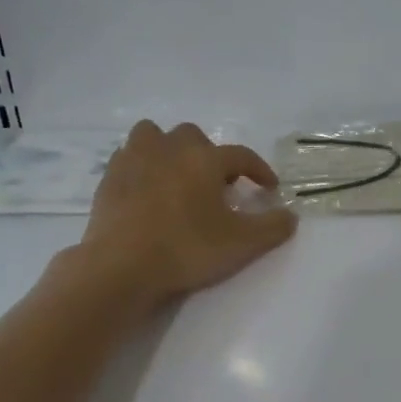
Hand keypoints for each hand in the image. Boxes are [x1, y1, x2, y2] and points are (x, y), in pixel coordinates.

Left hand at [81, 121, 296, 306]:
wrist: (122, 266)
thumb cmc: (187, 249)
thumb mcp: (242, 244)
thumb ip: (272, 227)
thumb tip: (290, 215)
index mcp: (205, 159)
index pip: (241, 156)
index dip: (259, 170)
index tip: (269, 188)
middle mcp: (170, 149)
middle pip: (194, 137)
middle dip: (209, 156)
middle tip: (216, 185)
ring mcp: (135, 159)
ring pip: (154, 135)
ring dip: (169, 149)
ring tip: (177, 175)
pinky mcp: (110, 177)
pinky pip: (128, 156)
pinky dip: (141, 165)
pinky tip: (147, 188)